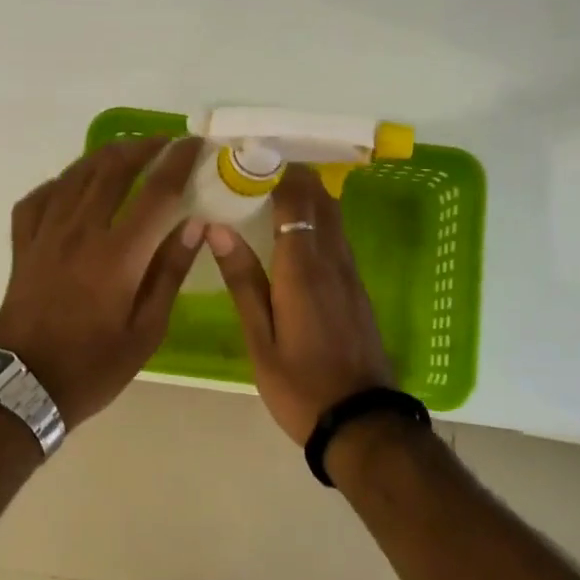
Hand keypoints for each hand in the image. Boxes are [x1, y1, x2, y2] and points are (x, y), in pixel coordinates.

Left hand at [0, 137, 205, 425]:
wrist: (25, 387)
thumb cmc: (94, 366)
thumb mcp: (147, 331)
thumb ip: (170, 273)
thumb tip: (195, 225)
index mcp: (118, 255)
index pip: (156, 192)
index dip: (178, 161)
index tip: (194, 144)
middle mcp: (80, 232)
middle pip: (113, 170)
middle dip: (142, 148)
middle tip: (164, 143)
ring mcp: (45, 235)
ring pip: (75, 175)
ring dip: (104, 156)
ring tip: (126, 152)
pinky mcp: (22, 245)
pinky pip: (39, 198)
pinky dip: (60, 183)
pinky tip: (72, 185)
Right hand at [206, 165, 395, 444]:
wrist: (361, 423)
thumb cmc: (300, 386)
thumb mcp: (260, 339)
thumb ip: (243, 281)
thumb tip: (218, 229)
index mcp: (302, 269)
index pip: (294, 200)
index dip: (275, 172)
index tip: (248, 156)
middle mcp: (332, 261)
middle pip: (320, 200)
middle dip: (292, 176)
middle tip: (255, 168)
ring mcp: (350, 275)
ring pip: (333, 217)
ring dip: (308, 196)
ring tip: (272, 189)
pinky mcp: (358, 290)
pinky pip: (338, 239)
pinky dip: (318, 220)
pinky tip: (297, 229)